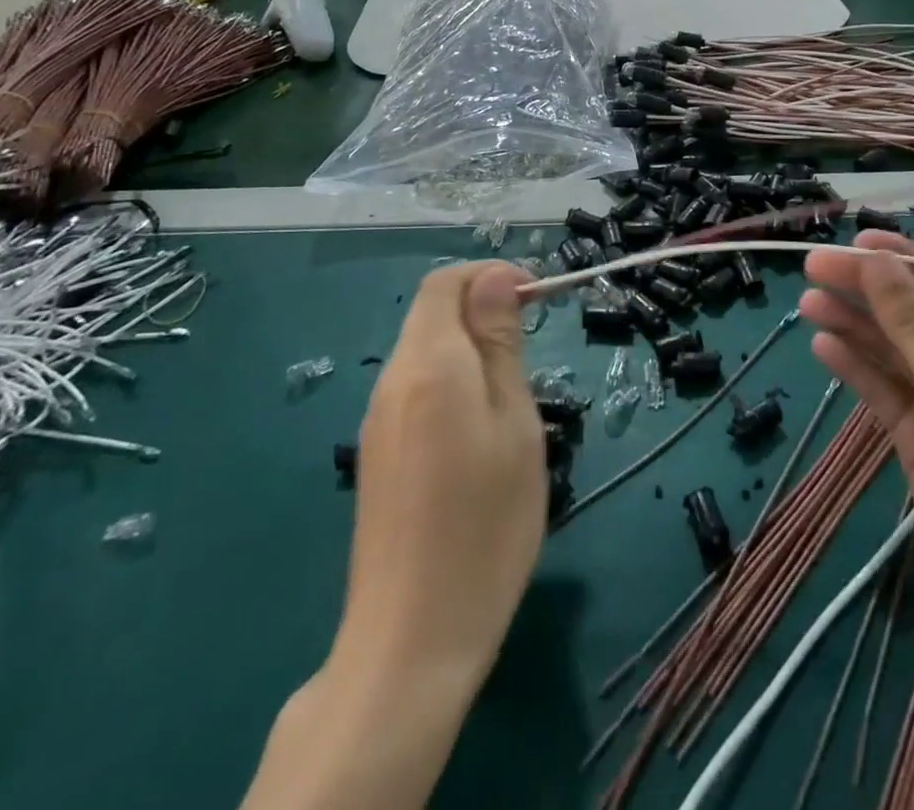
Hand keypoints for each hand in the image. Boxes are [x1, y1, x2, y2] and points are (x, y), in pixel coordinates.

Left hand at [343, 262, 545, 681]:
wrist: (412, 637)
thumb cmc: (484, 523)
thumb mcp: (514, 423)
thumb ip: (500, 345)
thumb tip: (496, 279)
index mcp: (428, 363)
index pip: (445, 282)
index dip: (490, 276)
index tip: (535, 299)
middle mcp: (392, 381)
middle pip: (432, 313)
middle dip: (482, 311)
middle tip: (532, 349)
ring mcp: (379, 419)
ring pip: (425, 351)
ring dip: (469, 348)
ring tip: (513, 394)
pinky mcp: (378, 453)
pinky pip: (416, 389)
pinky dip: (451, 382)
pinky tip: (479, 430)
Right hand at [800, 233, 913, 676]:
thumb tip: (876, 262)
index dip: (901, 260)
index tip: (852, 244)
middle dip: (867, 291)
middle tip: (812, 268)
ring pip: (893, 352)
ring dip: (854, 326)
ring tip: (807, 302)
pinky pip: (884, 392)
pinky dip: (856, 368)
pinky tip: (823, 346)